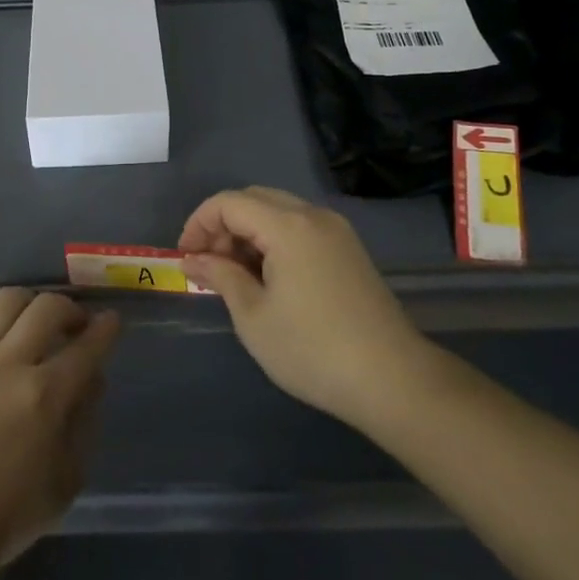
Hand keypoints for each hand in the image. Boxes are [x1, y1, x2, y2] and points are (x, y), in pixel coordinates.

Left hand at [0, 289, 119, 569]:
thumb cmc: (7, 514)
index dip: (106, 328)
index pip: (87, 346)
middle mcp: (10, 365)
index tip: (111, 321)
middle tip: (75, 325)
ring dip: (30, 303)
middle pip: (47, 307)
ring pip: (6, 300)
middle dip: (71, 309)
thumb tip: (92, 379)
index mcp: (46, 396)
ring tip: (34, 320)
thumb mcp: (66, 480)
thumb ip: (84, 422)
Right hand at [180, 186, 430, 432]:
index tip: (185, 258)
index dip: (199, 224)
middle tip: (208, 265)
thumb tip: (193, 259)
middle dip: (223, 225)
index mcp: (288, 225)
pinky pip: (300, 228)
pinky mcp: (349, 250)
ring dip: (248, 232)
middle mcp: (313, 215)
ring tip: (235, 275)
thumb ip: (220, 276)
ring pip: (278, 211)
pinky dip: (274, 240)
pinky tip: (268, 278)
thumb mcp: (253, 316)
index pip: (229, 203)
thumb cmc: (313, 350)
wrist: (393, 380)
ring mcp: (336, 231)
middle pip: (254, 199)